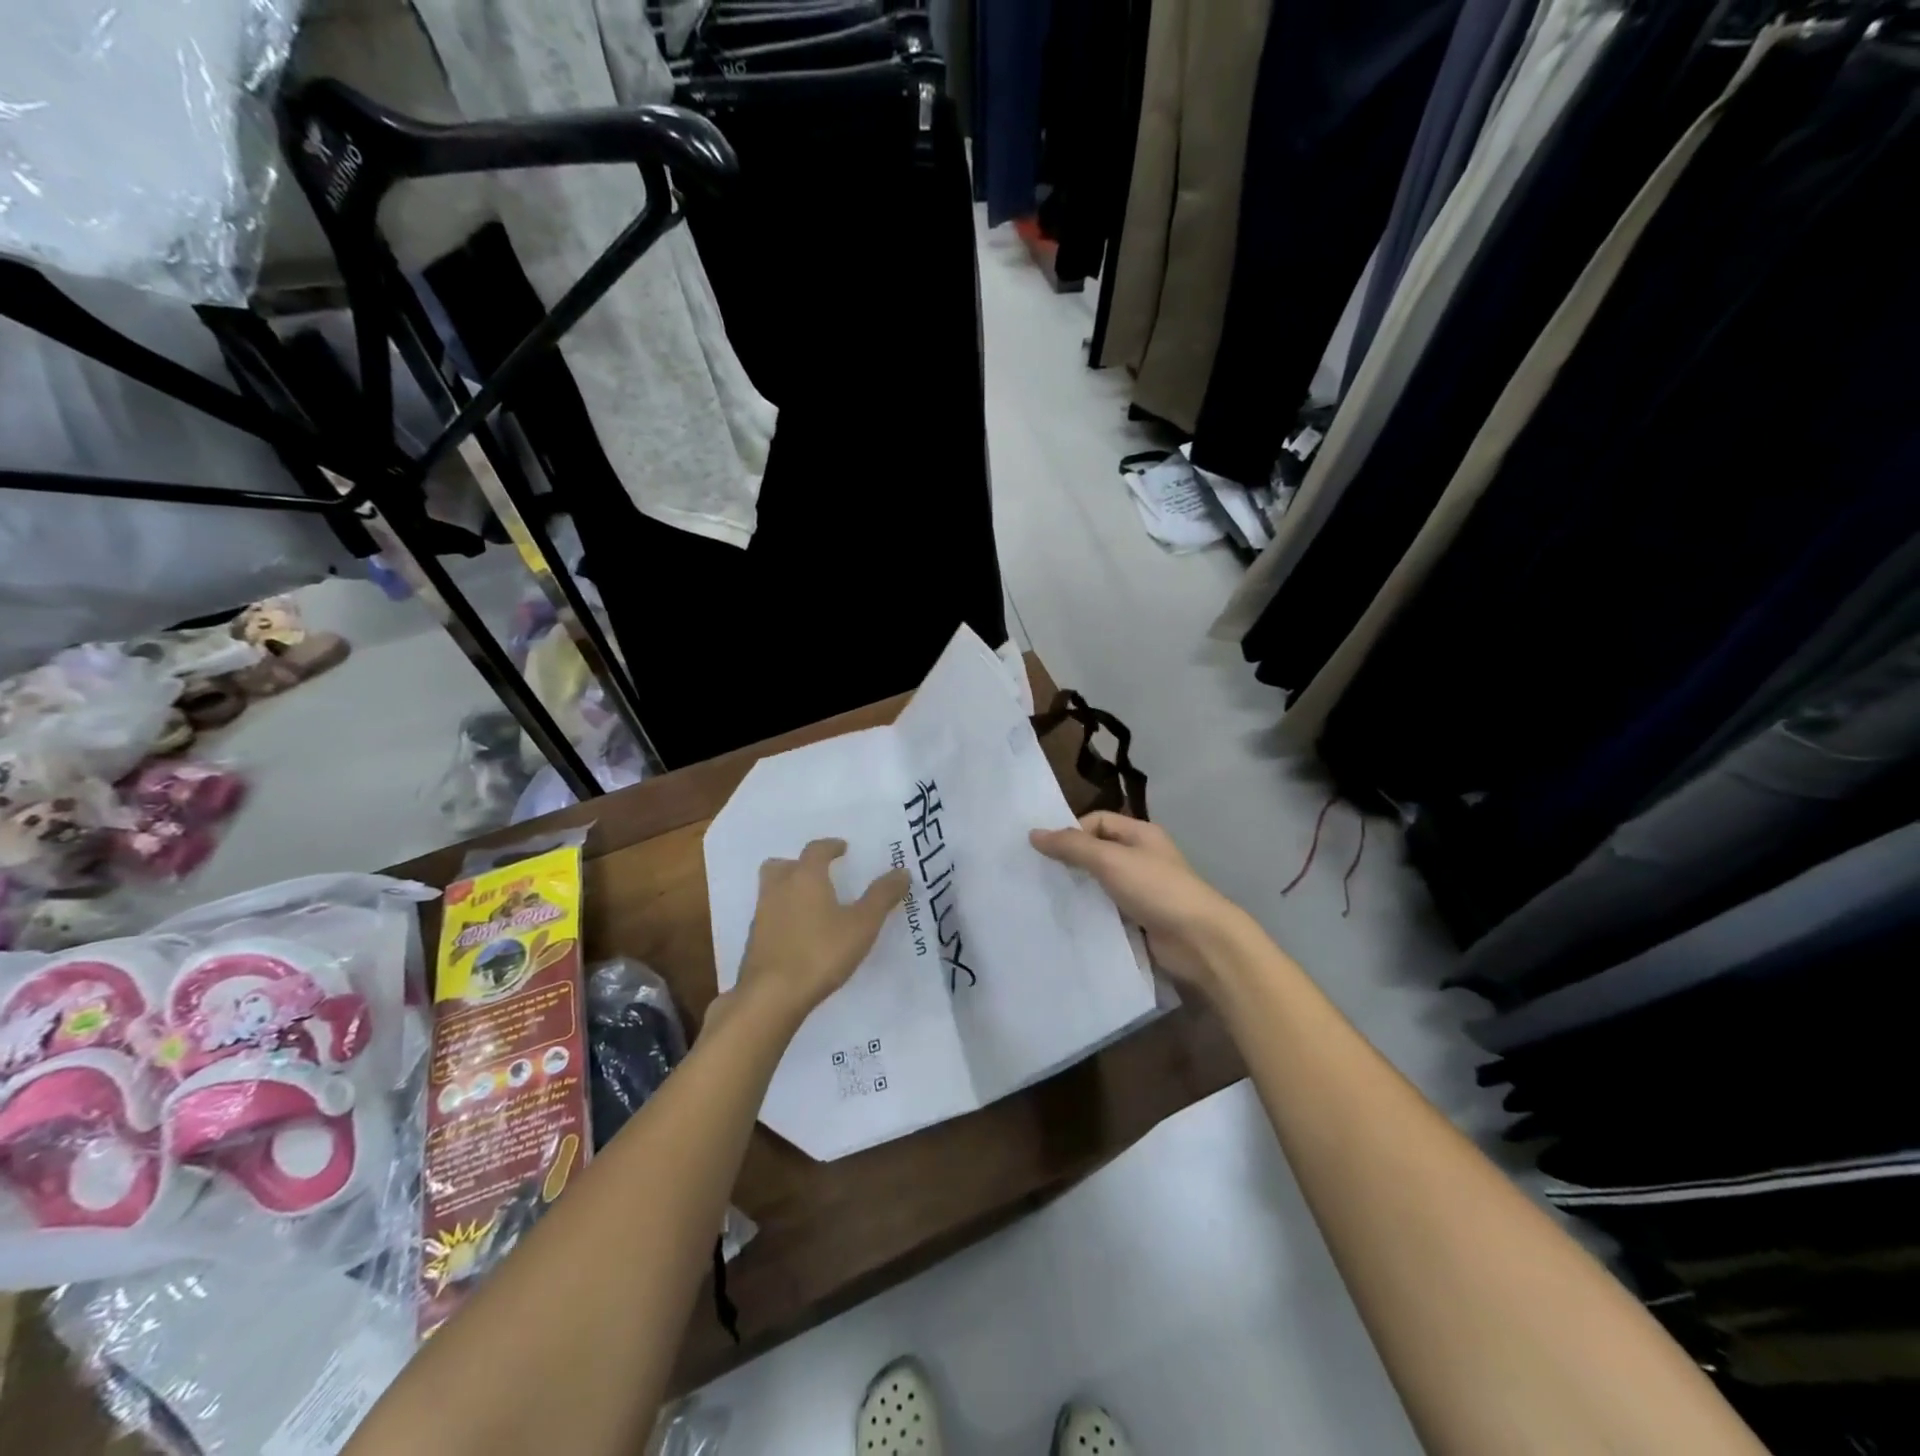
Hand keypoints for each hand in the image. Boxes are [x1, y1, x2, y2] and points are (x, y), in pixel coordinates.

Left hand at [733, 839, 909, 1025]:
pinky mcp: (754, 940)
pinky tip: (798, 933)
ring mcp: (762, 915)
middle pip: (783, 865)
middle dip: (800, 864)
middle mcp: (779, 888)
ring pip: (771, 889)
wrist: (771, 996)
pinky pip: (769, 915)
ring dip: (788, 889)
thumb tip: (902, 871)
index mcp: (805, 877)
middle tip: (819, 873)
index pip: (816, 849)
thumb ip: (882, 897)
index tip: (842, 849)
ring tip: (810, 904)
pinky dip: (782, 915)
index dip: (830, 846)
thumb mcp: (862, 925)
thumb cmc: (821, 953)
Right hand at [1030, 812, 1249, 989]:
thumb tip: (1033, 833)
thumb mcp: (1110, 860)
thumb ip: (1072, 846)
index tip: (1047, 853)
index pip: (1097, 821)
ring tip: (1047, 900)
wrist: (1199, 941)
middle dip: (1070, 862)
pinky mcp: (1140, 920)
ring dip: (1079, 891)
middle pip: (1097, 852)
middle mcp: (1141, 858)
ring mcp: (1142, 891)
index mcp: (1140, 834)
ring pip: (1100, 884)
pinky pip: (1108, 910)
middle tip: (1038, 877)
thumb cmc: (1156, 889)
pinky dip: (1090, 914)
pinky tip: (1069, 922)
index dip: (1072, 832)